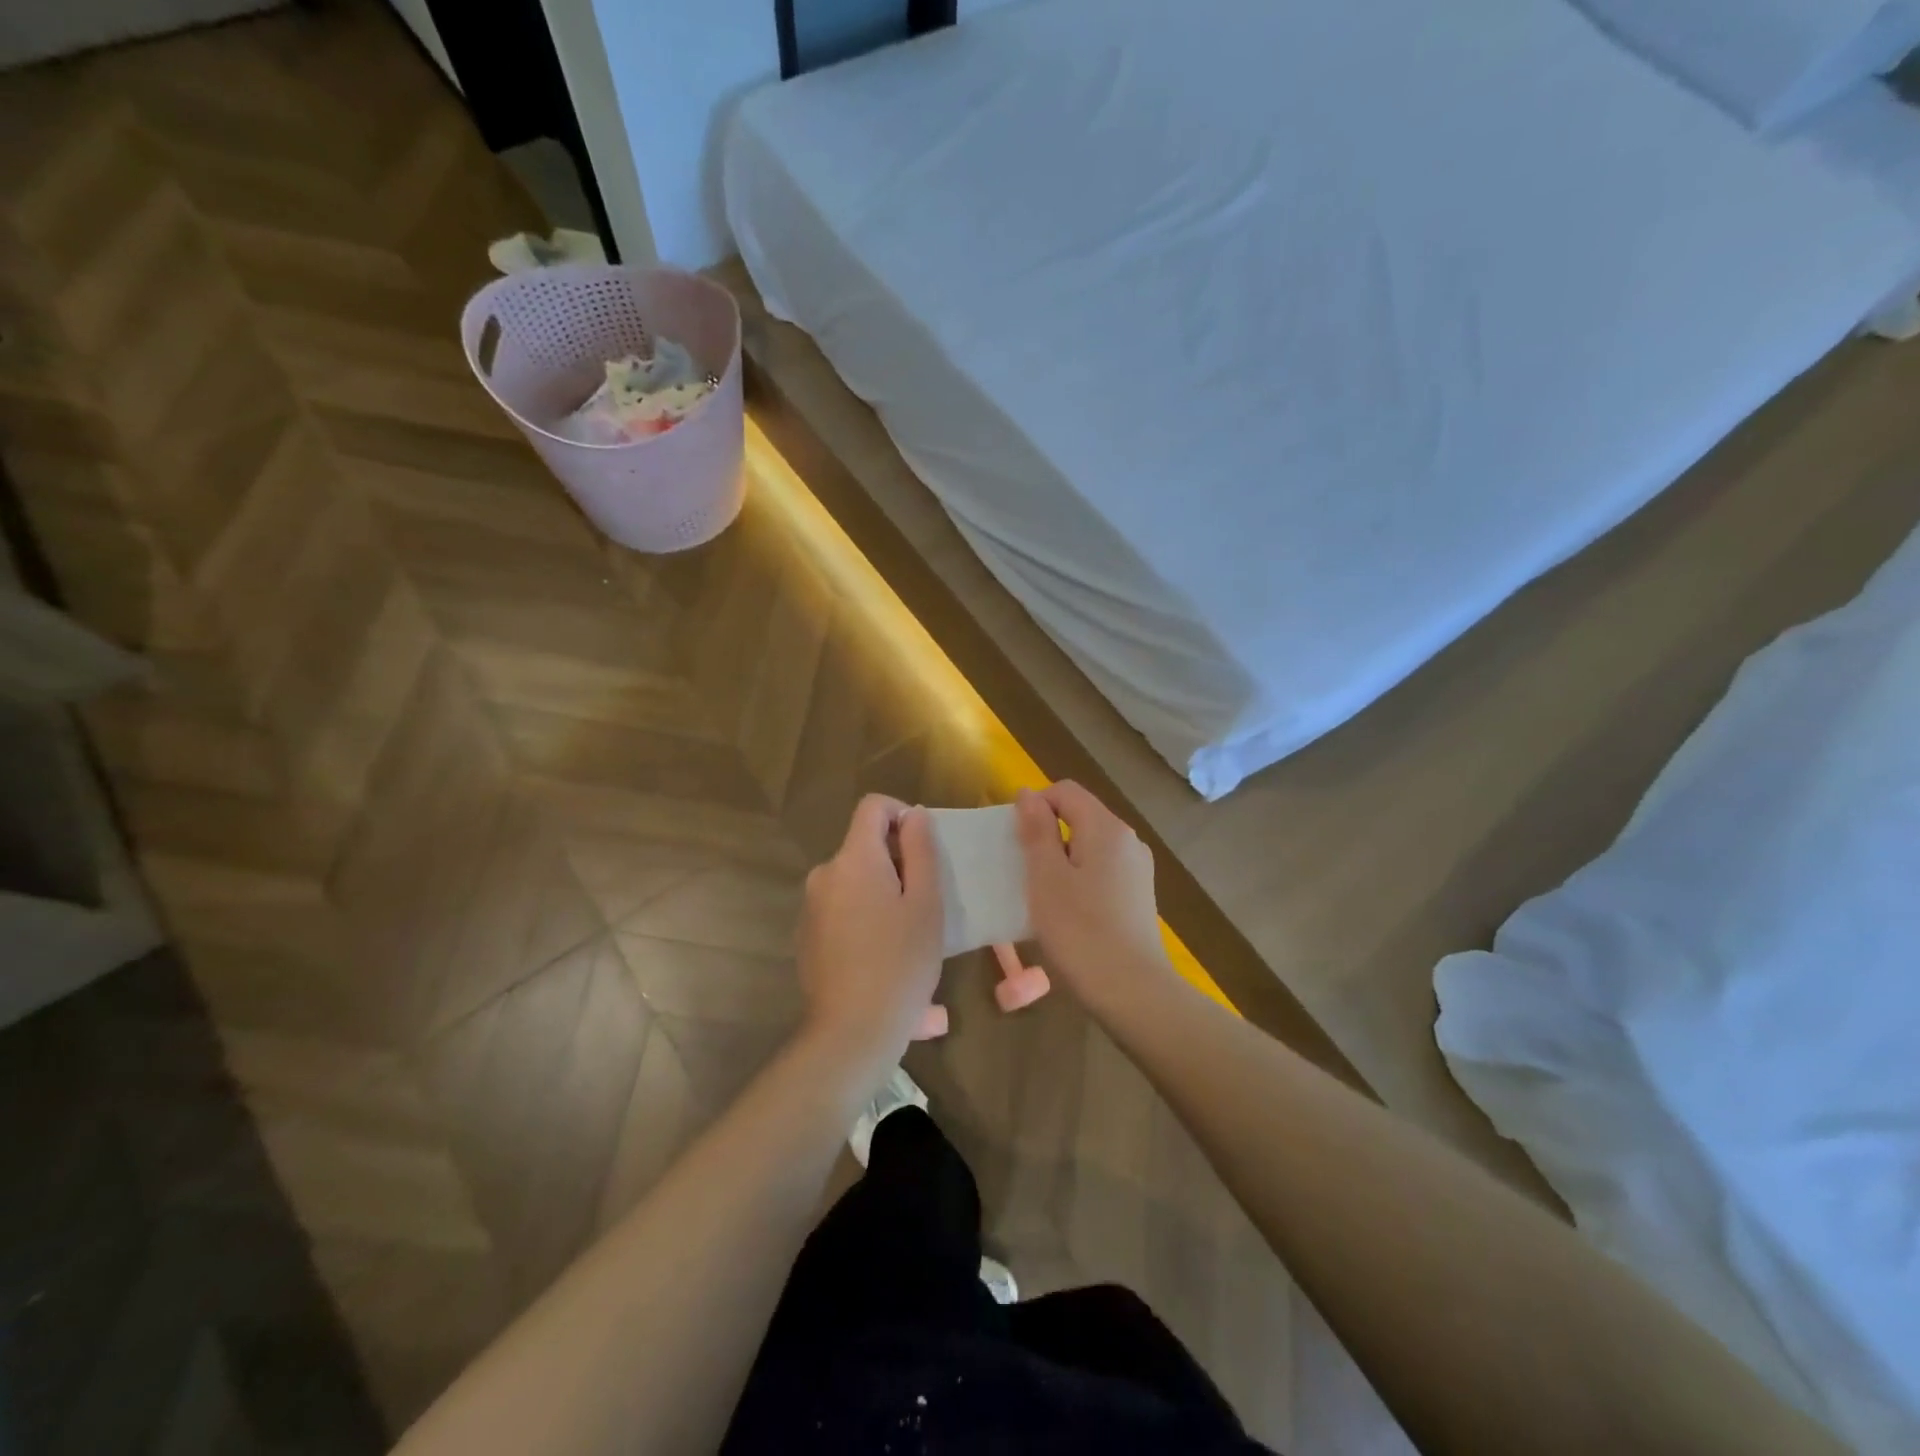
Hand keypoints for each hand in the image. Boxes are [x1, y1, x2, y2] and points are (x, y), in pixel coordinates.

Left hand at [796, 795, 943, 1081]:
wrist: (852, 1031)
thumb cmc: (901, 962)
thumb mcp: (926, 903)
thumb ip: (921, 850)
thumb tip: (914, 815)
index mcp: (854, 859)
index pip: (872, 806)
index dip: (902, 815)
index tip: (923, 849)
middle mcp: (824, 874)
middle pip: (863, 846)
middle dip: (896, 862)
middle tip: (924, 900)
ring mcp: (811, 906)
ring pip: (854, 880)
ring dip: (881, 892)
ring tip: (908, 933)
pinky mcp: (807, 936)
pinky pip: (841, 908)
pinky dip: (863, 916)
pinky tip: (882, 955)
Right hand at [1016, 782, 1175, 1007]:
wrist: (1132, 992)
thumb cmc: (1080, 932)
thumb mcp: (1046, 878)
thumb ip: (1037, 832)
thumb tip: (1028, 794)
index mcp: (1106, 828)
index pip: (1065, 791)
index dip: (1035, 804)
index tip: (1014, 839)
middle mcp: (1128, 840)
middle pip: (1080, 815)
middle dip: (1047, 832)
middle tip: (1021, 867)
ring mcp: (1138, 868)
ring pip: (1090, 844)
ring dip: (1061, 857)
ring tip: (1040, 891)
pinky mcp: (1139, 895)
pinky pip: (1102, 869)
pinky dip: (1079, 876)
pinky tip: (1067, 910)